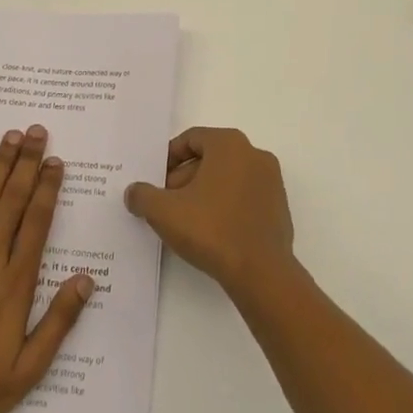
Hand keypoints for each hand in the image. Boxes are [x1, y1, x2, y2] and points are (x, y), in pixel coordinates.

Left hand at [0, 125, 95, 412]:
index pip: (36, 222)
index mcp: (16, 282)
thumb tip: (86, 280)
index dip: (47, 188)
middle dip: (26, 163)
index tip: (55, 161)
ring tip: (9, 136)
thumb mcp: (29, 369)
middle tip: (36, 131)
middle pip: (12, 200)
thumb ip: (58, 322)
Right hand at [124, 127, 296, 298]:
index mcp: (229, 144)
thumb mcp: (164, 212)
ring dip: (204, 193)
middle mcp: (254, 154)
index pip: (192, 139)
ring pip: (227, 178)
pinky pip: (245, 197)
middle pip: (210, 158)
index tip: (156, 180)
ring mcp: (271, 181)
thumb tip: (133, 192)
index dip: (169, 158)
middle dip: (184, 178)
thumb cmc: (211, 230)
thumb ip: (143, 196)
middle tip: (166, 203)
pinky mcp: (279, 207)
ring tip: (186, 220)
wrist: (261, 273)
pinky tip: (212, 232)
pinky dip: (226, 206)